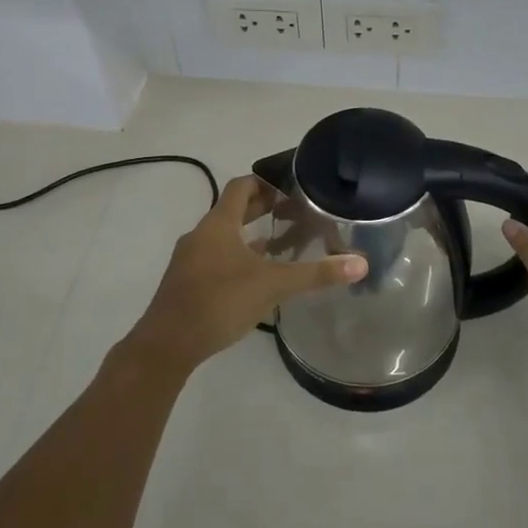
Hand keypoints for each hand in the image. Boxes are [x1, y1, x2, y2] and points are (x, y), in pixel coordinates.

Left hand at [125, 175, 366, 376]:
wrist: (167, 344)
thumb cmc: (220, 302)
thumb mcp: (273, 285)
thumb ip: (316, 274)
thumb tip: (360, 263)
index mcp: (218, 224)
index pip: (241, 186)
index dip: (265, 182)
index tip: (290, 187)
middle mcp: (201, 235)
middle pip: (231, 210)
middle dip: (260, 208)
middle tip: (292, 212)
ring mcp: (189, 259)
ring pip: (223, 236)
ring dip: (248, 235)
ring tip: (279, 243)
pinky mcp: (186, 283)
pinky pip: (215, 257)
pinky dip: (236, 257)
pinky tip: (254, 276)